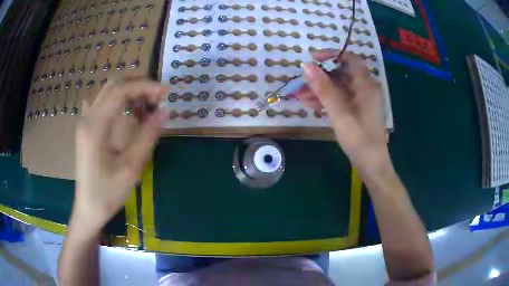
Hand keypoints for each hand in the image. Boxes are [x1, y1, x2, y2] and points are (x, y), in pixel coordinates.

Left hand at [73, 76, 168, 230]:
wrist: (88, 209)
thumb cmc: (108, 193)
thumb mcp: (131, 168)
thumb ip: (147, 137)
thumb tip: (165, 112)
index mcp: (96, 127)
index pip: (120, 91)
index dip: (145, 86)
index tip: (165, 93)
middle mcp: (88, 118)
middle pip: (113, 85)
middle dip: (138, 85)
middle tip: (158, 98)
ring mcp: (85, 122)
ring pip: (108, 92)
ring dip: (130, 92)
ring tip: (147, 107)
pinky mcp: (87, 128)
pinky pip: (103, 103)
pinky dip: (120, 101)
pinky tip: (128, 112)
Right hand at [295, 51, 388, 171]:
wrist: (371, 164)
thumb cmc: (358, 137)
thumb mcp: (339, 112)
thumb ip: (323, 88)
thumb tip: (306, 65)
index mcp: (365, 84)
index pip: (349, 59)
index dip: (331, 55)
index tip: (313, 59)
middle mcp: (364, 89)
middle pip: (341, 74)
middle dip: (320, 78)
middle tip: (300, 84)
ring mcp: (360, 101)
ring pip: (338, 88)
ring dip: (320, 90)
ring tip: (300, 97)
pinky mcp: (356, 111)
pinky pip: (340, 100)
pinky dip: (326, 101)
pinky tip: (311, 106)